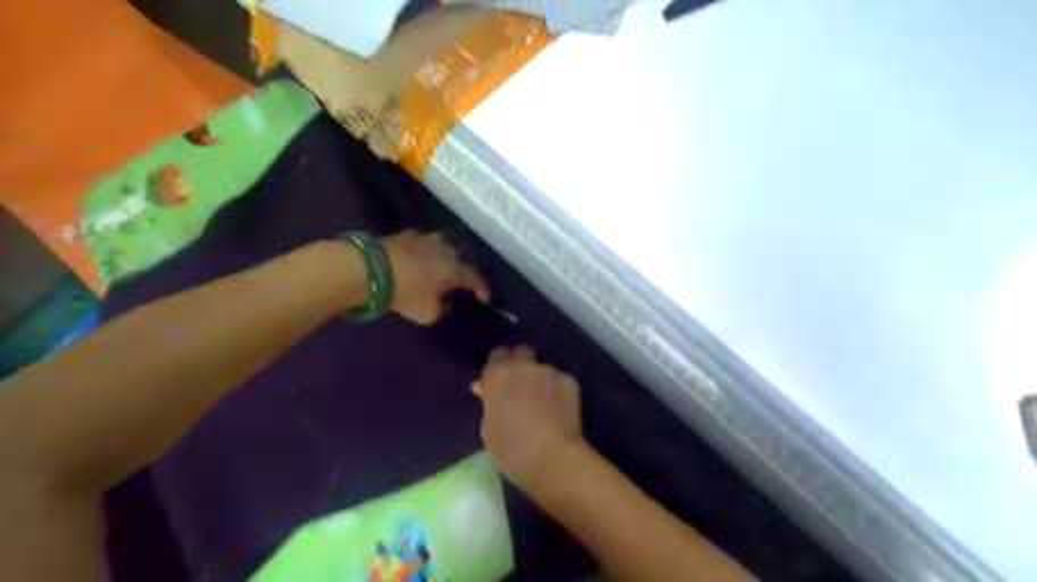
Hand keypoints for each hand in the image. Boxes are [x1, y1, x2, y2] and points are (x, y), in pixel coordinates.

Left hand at [381, 231, 490, 324]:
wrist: (369, 268)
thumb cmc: (406, 292)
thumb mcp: (427, 313)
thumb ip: (441, 309)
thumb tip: (442, 303)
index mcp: (455, 268)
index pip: (475, 278)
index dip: (482, 289)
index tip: (484, 298)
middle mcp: (445, 249)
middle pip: (459, 258)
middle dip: (459, 270)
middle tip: (456, 281)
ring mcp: (424, 238)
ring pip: (440, 248)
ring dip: (441, 258)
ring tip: (437, 268)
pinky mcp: (404, 234)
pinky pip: (420, 244)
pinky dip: (422, 252)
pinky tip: (417, 259)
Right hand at [473, 346, 585, 495]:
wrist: (554, 458)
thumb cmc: (512, 450)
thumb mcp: (488, 429)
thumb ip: (489, 403)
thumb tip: (486, 390)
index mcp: (497, 376)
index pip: (496, 356)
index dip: (498, 367)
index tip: (499, 382)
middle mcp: (523, 367)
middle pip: (520, 352)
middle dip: (519, 363)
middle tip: (519, 385)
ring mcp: (548, 371)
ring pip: (541, 367)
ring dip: (538, 378)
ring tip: (541, 401)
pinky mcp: (569, 381)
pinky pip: (558, 379)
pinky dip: (555, 389)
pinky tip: (557, 408)